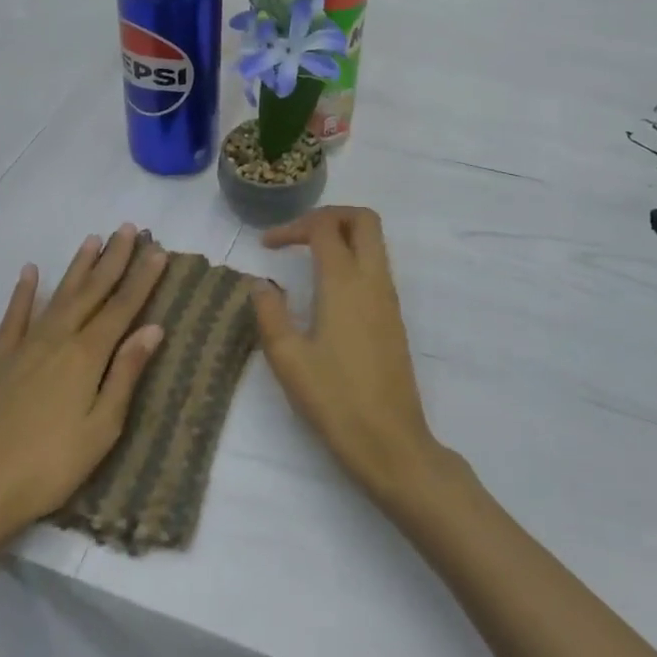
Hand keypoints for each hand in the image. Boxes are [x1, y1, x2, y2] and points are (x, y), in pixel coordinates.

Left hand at [0, 225, 168, 553]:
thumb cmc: (48, 468)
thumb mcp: (100, 430)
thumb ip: (125, 375)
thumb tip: (153, 328)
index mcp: (86, 357)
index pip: (122, 308)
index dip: (142, 279)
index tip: (157, 251)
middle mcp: (56, 340)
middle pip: (92, 292)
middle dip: (113, 260)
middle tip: (128, 229)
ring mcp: (21, 347)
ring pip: (57, 296)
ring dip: (77, 267)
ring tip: (92, 239)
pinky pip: (13, 316)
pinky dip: (24, 292)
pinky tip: (31, 271)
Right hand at [252, 207, 444, 505]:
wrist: (391, 442)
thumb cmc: (335, 400)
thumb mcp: (288, 359)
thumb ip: (270, 313)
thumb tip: (261, 283)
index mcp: (345, 283)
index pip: (324, 228)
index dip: (293, 227)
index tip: (267, 246)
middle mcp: (373, 281)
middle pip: (363, 220)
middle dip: (329, 215)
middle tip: (298, 235)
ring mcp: (389, 299)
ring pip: (375, 242)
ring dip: (343, 236)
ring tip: (307, 256)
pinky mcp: (394, 318)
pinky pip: (377, 267)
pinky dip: (353, 259)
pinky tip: (327, 289)